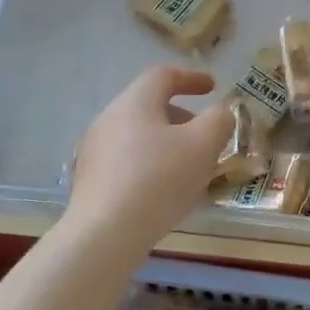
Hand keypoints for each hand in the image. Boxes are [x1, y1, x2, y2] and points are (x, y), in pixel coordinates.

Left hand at [66, 65, 232, 251]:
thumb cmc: (159, 180)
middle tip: (206, 136)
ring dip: (167, 144)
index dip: (192, 78)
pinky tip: (165, 192)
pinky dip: (151, 165)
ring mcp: (94, 151)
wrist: (105, 234)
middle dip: (182, 117)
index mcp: (135, 102)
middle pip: (149, 106)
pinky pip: (127, 161)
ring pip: (139, 136)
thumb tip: (220, 114)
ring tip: (189, 169)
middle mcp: (109, 119)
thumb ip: (219, 121)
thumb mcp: (203, 145)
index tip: (213, 87)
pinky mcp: (89, 181)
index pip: (163, 76)